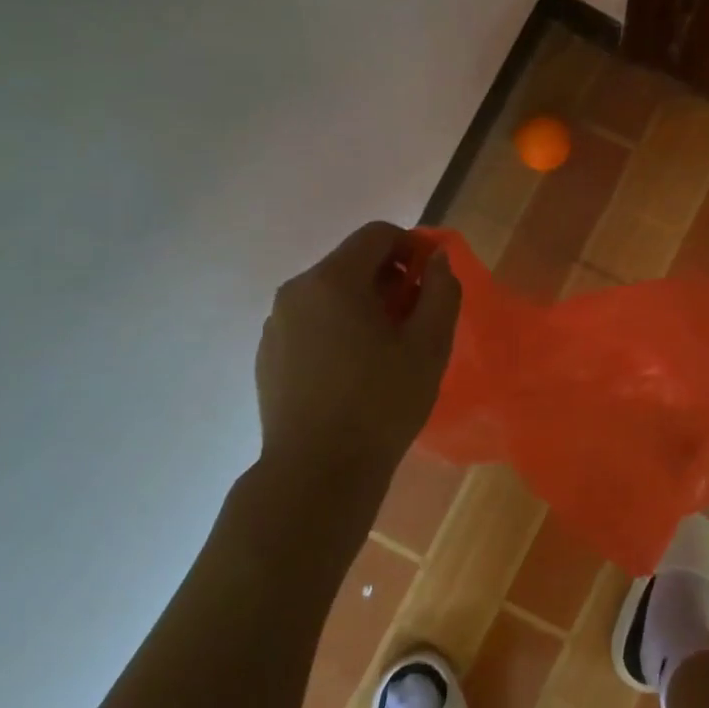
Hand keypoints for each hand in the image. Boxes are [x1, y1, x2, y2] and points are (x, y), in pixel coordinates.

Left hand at [254, 221, 460, 487]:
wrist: (317, 473)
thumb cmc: (381, 403)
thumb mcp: (429, 345)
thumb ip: (441, 291)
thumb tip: (436, 259)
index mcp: (333, 280)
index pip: (377, 234)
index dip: (411, 247)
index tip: (430, 282)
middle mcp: (296, 291)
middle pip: (351, 262)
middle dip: (388, 279)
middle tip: (414, 319)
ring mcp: (276, 324)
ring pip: (329, 294)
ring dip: (362, 305)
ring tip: (384, 350)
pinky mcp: (267, 354)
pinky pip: (310, 323)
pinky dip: (336, 329)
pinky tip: (352, 371)